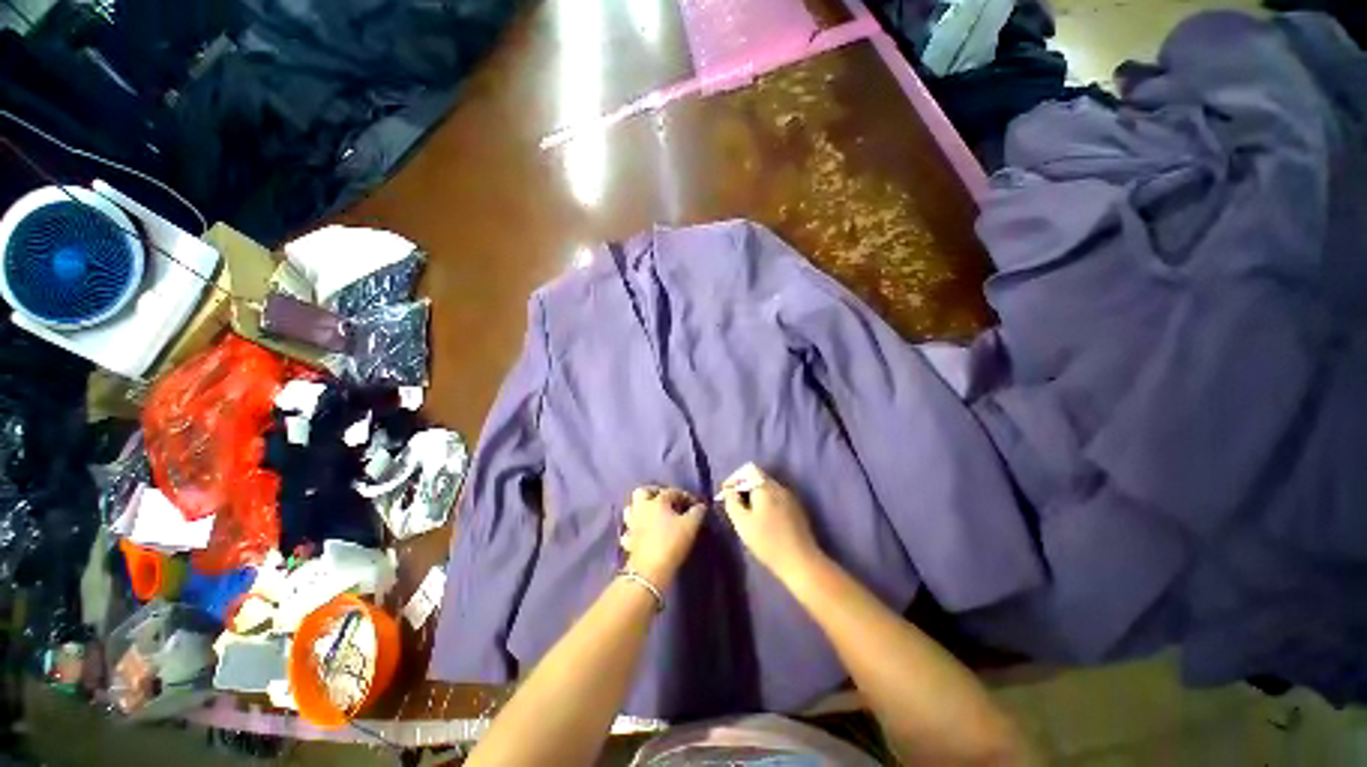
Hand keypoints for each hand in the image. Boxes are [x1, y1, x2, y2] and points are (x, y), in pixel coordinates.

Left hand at [620, 486, 705, 587]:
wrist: (650, 571)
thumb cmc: (672, 543)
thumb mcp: (691, 525)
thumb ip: (697, 512)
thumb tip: (700, 506)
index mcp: (657, 501)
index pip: (672, 492)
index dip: (685, 496)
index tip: (696, 504)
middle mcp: (641, 508)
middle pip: (643, 492)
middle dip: (654, 493)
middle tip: (666, 501)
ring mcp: (632, 524)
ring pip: (632, 509)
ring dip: (641, 510)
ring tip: (653, 515)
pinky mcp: (628, 541)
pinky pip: (629, 530)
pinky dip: (635, 530)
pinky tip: (642, 534)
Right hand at [719, 463, 824, 586]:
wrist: (801, 562)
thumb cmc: (768, 542)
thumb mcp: (742, 523)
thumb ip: (732, 503)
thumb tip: (729, 491)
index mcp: (766, 487)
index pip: (749, 470)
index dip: (735, 479)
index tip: (726, 494)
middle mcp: (779, 487)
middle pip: (759, 478)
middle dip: (744, 487)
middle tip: (734, 503)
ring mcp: (790, 498)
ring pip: (768, 488)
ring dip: (755, 495)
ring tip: (746, 512)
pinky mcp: (796, 509)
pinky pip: (776, 498)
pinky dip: (765, 502)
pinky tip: (762, 518)